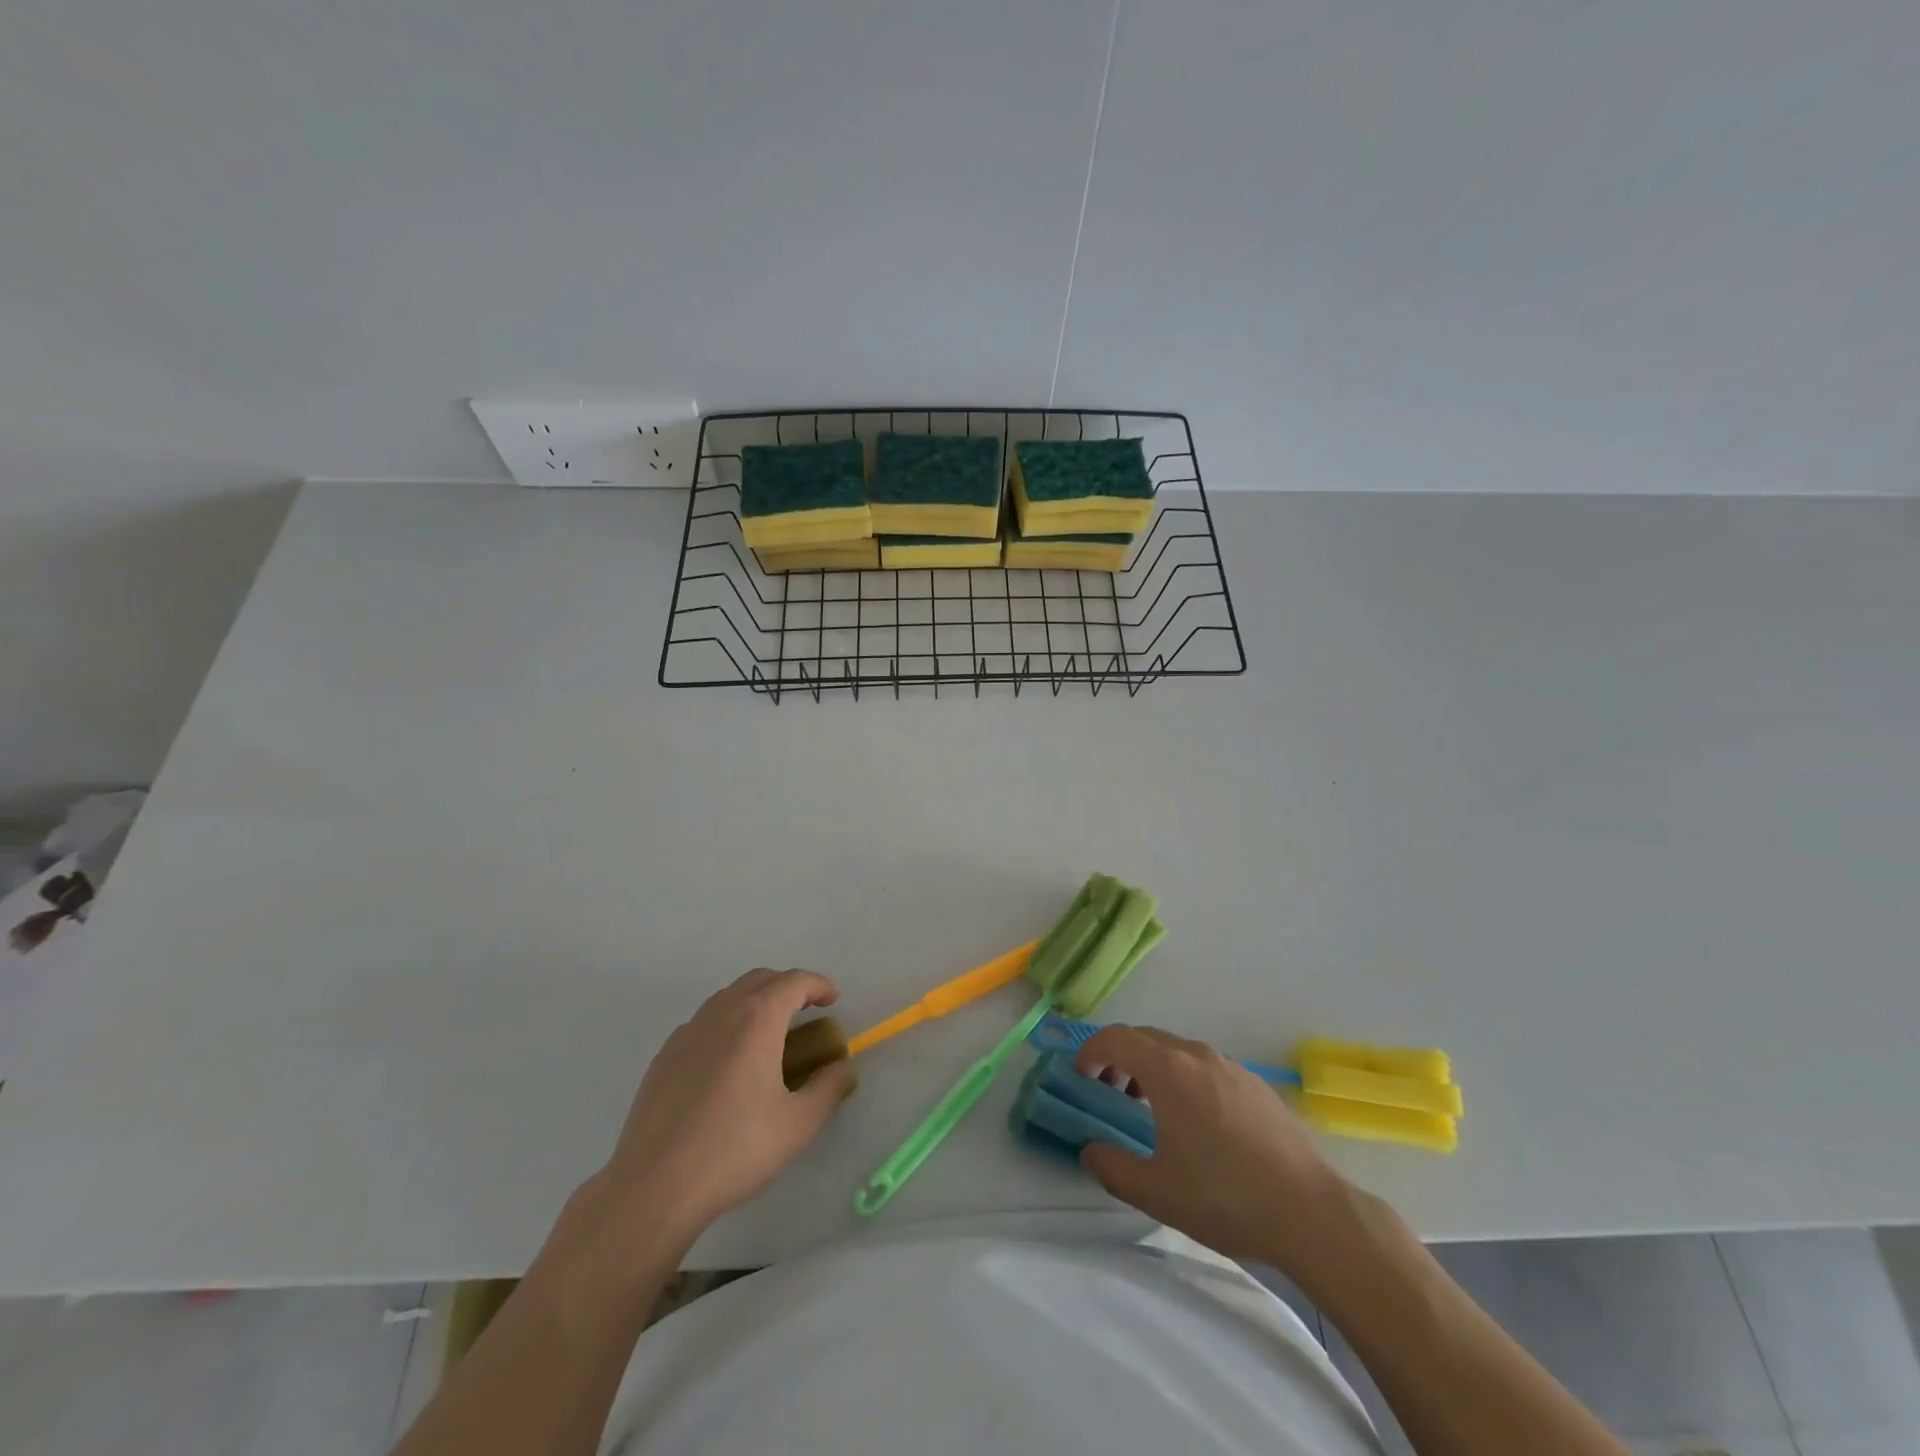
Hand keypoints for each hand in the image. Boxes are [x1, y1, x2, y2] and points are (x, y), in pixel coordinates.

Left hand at [596, 969, 854, 1250]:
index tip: (833, 1000)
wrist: (654, 1187)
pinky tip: (730, 1061)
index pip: (794, 982)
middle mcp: (721, 1013)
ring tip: (770, 1035)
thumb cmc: (734, 1150)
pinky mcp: (664, 1056)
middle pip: (760, 979)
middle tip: (806, 1011)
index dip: (819, 985)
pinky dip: (727, 1023)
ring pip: (729, 997)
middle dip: (788, 987)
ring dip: (756, 1001)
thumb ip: (828, 1087)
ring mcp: (687, 1032)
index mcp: (757, 1019)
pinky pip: (704, 1022)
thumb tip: (841, 1066)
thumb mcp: (798, 1123)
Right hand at [1074, 1025, 1348, 1268]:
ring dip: (1151, 1066)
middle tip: (1107, 1091)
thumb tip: (1089, 1150)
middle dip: (1118, 1057)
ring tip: (1147, 1107)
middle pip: (1145, 1038)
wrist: (1312, 1213)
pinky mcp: (1255, 1083)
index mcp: (1169, 1071)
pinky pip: (1204, 1064)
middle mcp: (1197, 1055)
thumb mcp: (1157, 1192)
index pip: (1116, 1038)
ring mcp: (1230, 1066)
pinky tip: (1194, 1119)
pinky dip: (1182, 1076)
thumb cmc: (1226, 1198)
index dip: (1090, 1051)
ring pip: (1177, 1050)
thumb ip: (1111, 1168)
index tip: (1080, 1076)